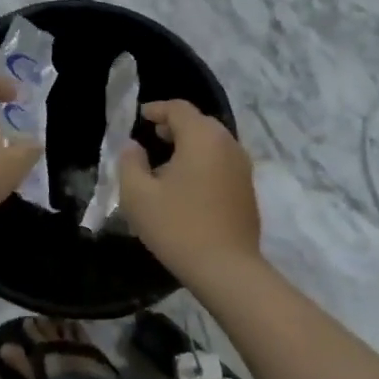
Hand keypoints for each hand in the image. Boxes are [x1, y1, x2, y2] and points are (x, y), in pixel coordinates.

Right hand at [118, 100, 261, 279]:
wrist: (226, 270)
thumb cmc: (177, 226)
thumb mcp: (138, 194)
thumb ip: (130, 162)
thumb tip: (133, 147)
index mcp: (202, 138)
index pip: (178, 109)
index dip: (156, 109)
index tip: (139, 118)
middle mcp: (228, 144)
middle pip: (199, 123)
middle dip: (174, 126)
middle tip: (151, 138)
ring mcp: (242, 168)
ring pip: (213, 143)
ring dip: (189, 145)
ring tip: (165, 164)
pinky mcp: (248, 189)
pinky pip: (222, 162)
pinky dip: (203, 162)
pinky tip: (186, 186)